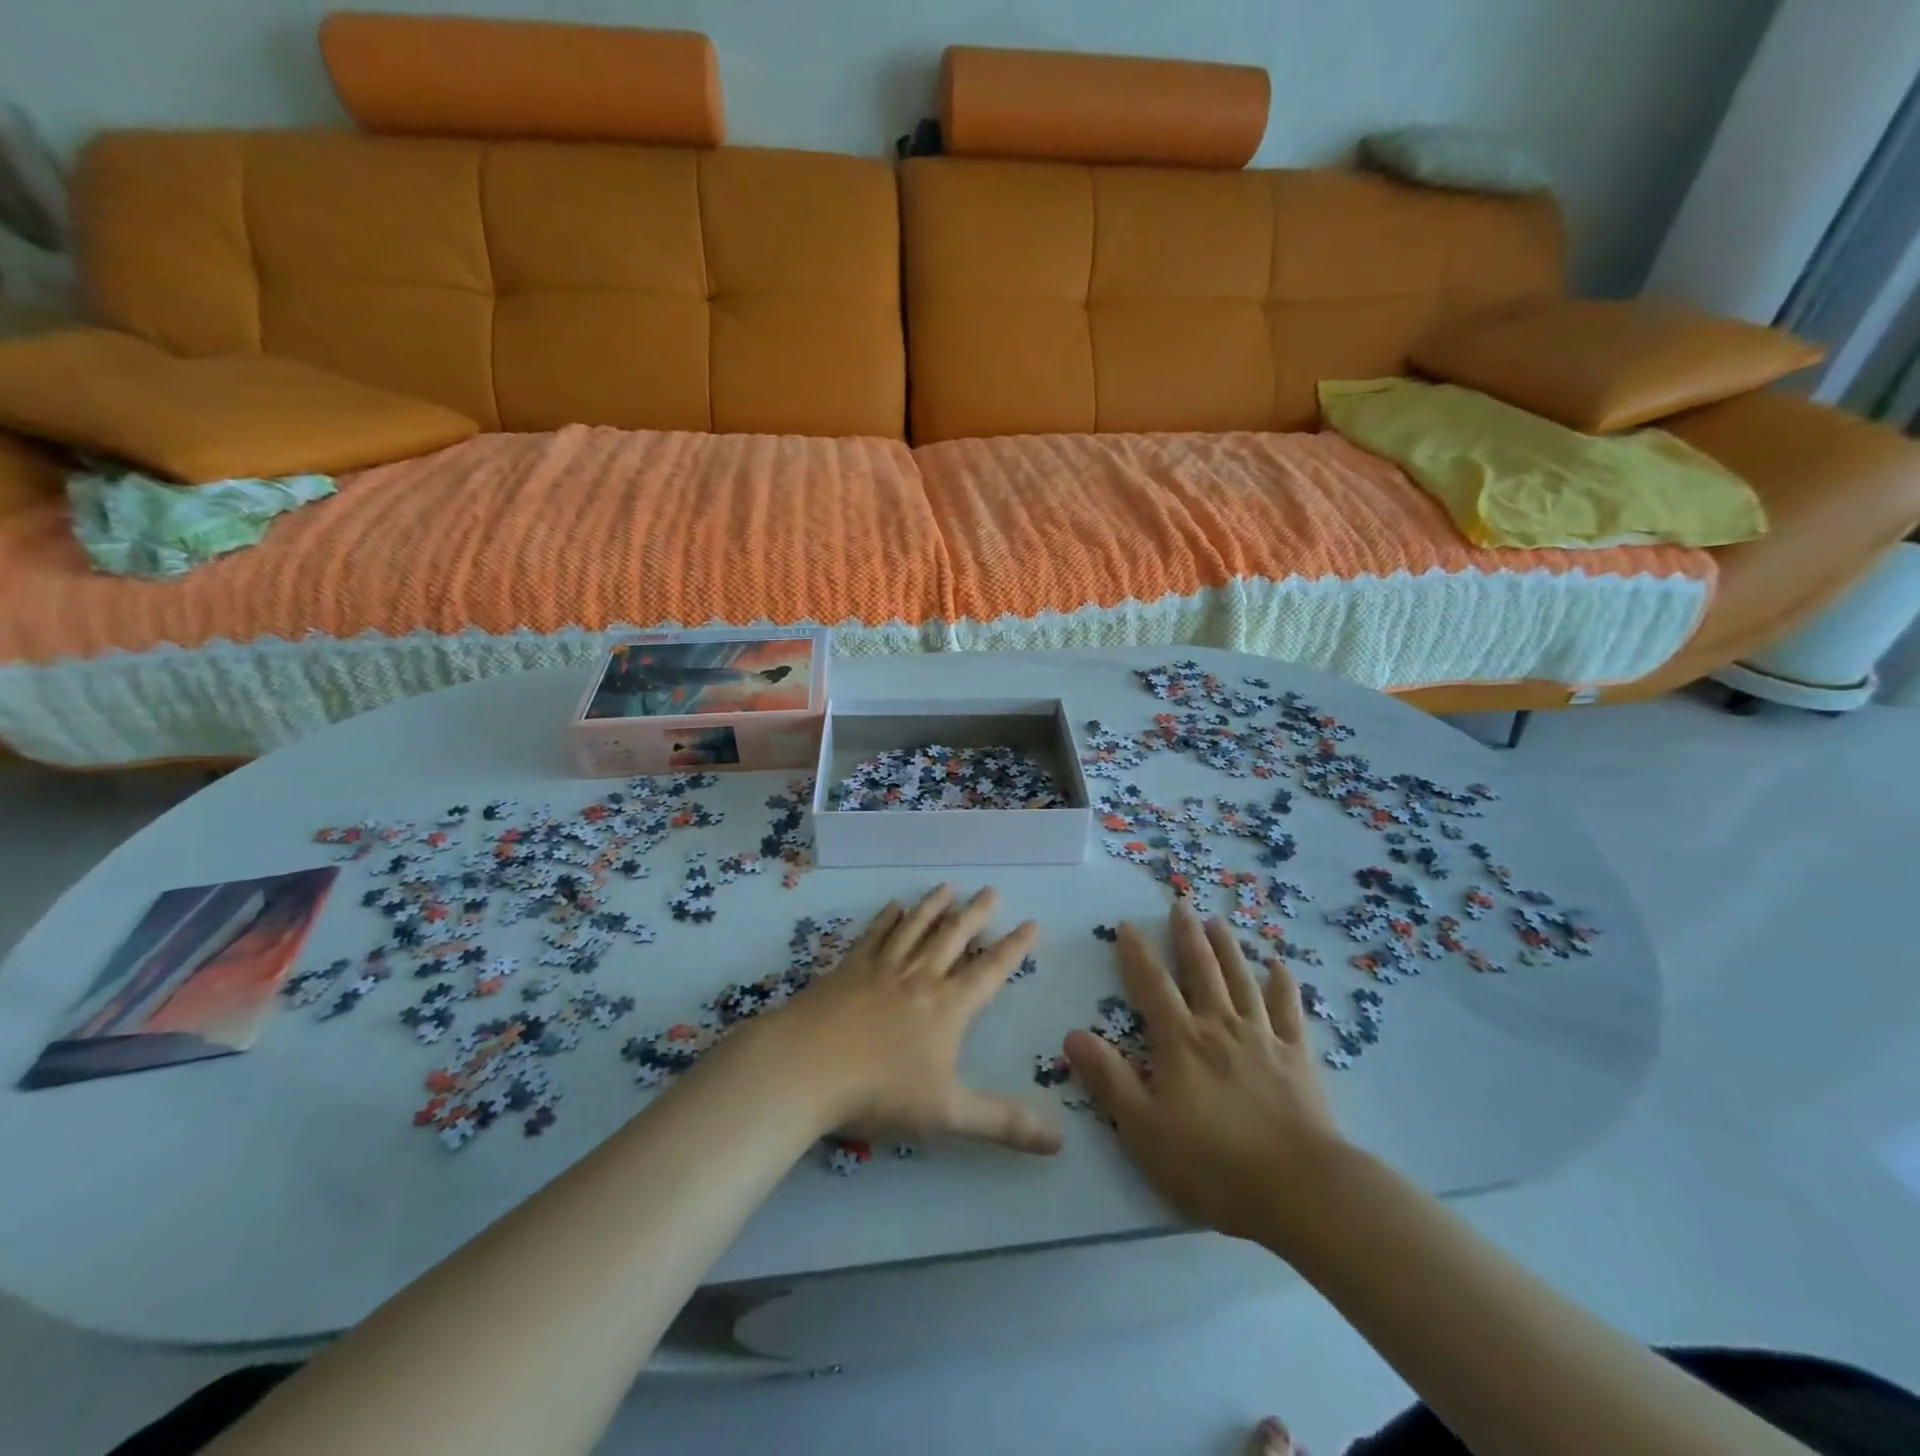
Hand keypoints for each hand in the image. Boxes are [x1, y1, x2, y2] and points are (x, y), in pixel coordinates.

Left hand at [762, 885, 1061, 1155]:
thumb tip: (1060, 1140)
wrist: (806, 1067)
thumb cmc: (879, 1091)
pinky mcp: (847, 969)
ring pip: (914, 927)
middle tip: (991, 890)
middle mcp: (919, 977)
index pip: (989, 970)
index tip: (1030, 923)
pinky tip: (893, 906)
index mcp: (947, 1007)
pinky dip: (887, 918)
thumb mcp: (948, 1114)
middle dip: (976, 914)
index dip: (1013, 948)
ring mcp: (880, 968)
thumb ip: (1003, 1123)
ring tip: (948, 886)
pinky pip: (874, 935)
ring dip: (934, 906)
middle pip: (953, 936)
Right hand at [1064, 901, 1346, 1244]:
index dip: (1137, 953)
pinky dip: (1282, 985)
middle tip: (1180, 905)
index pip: (1152, 985)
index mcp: (1181, 1041)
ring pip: (1242, 979)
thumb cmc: (1213, 1163)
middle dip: (1187, 936)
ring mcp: (1262, 1037)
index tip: (1126, 926)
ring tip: (1218, 921)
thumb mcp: (1144, 1128)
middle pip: (1201, 970)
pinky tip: (1279, 967)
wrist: (1301, 1189)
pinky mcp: (1297, 1057)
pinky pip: (1288, 1010)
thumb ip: (1108, 1079)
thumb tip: (1072, 1034)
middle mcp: (1220, 1026)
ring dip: (1228, 948)